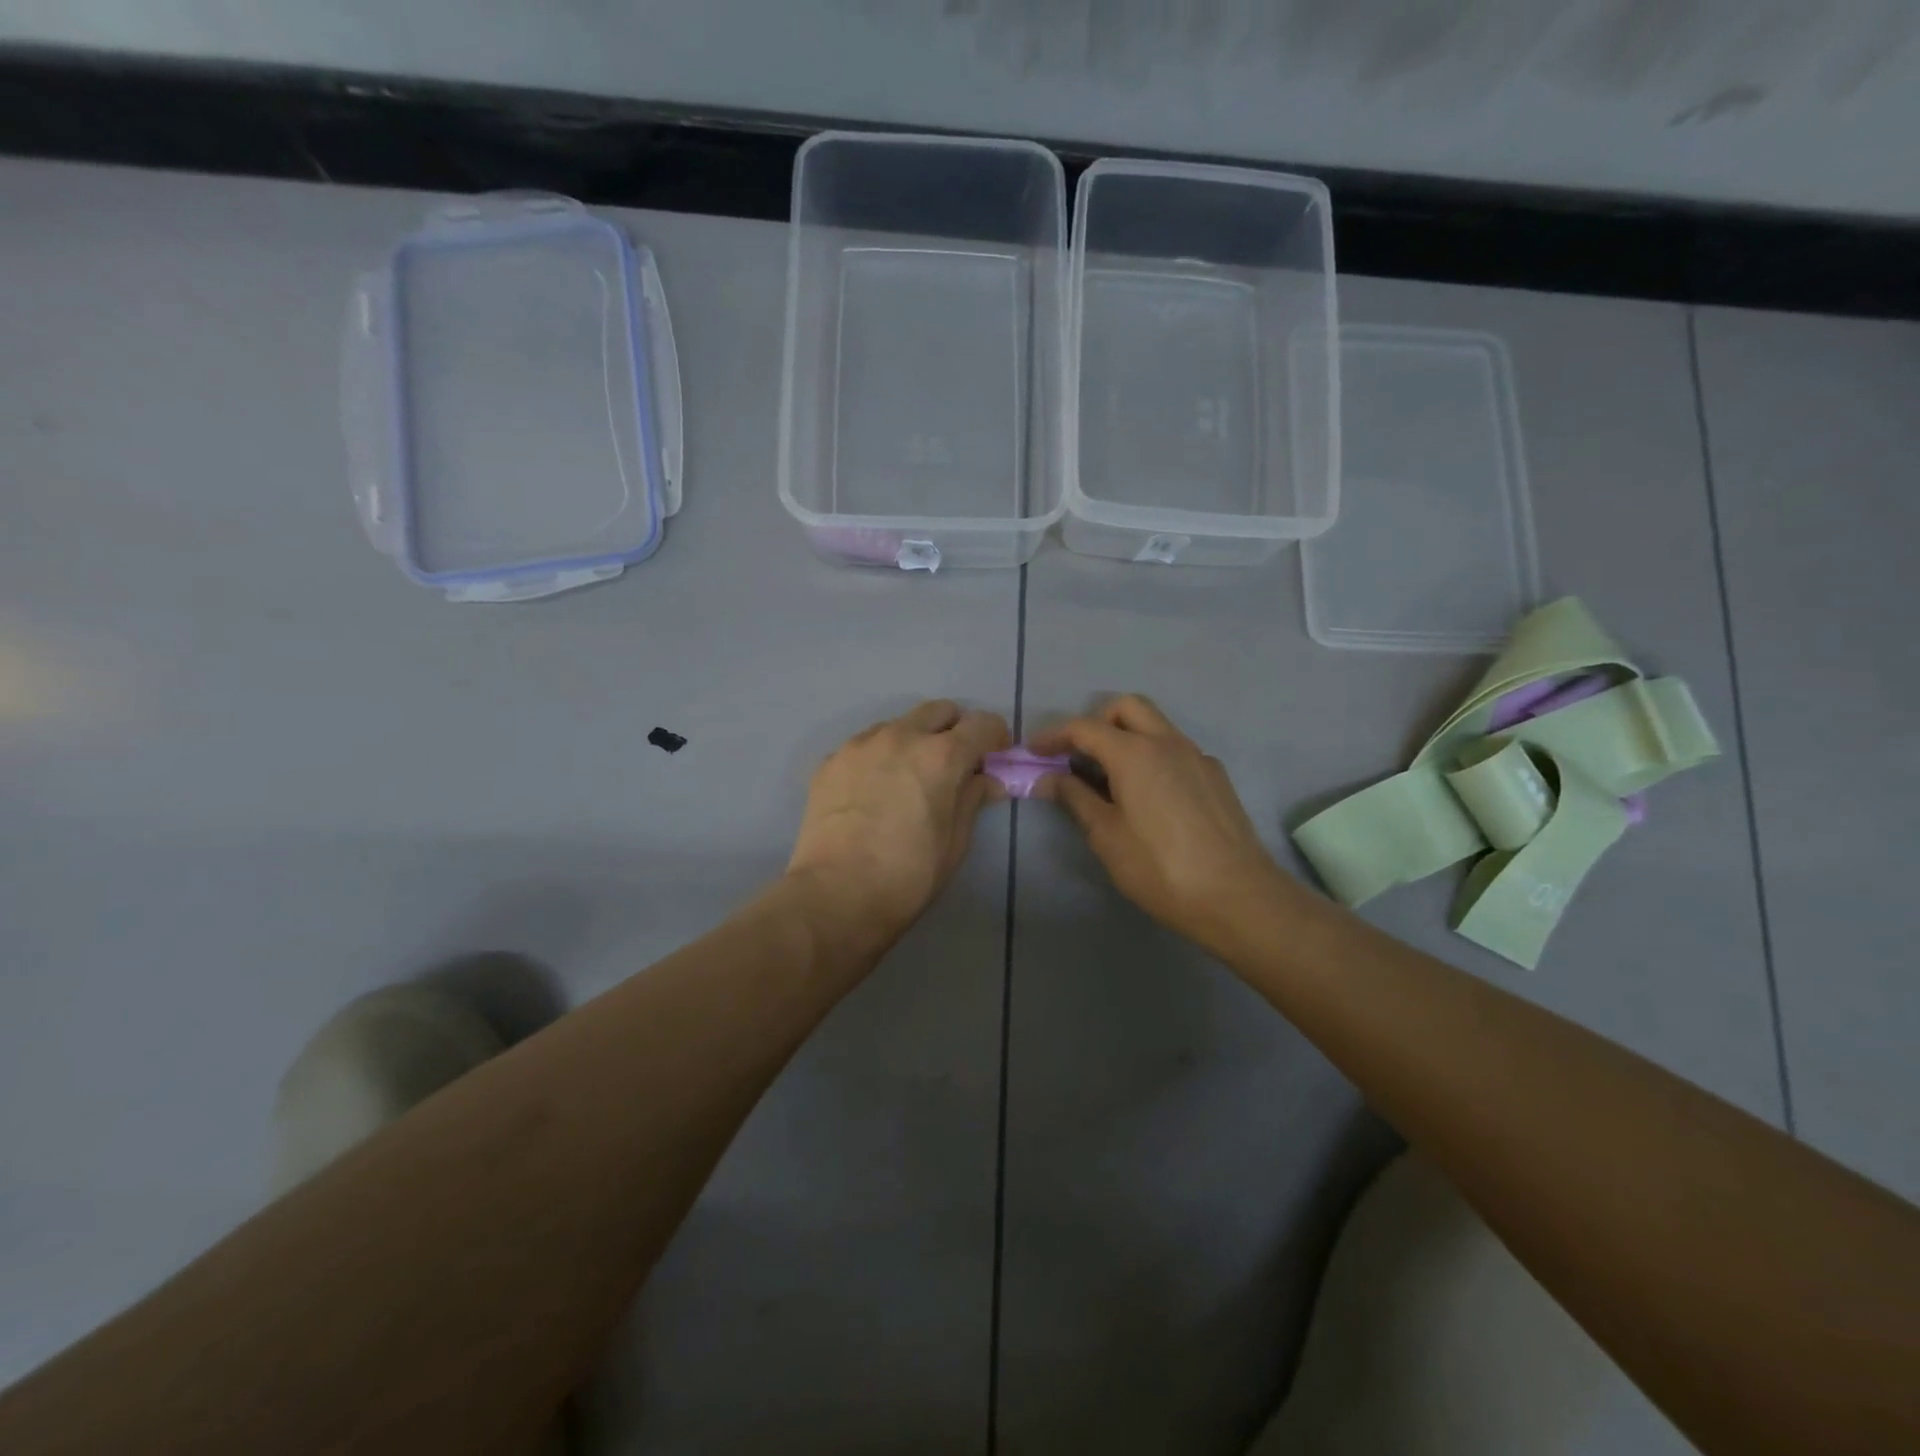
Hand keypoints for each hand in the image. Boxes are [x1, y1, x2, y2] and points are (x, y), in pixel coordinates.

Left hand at [787, 700, 1010, 952]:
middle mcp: (901, 736)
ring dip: (914, 740)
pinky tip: (874, 792)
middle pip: (939, 711)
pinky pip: (865, 745)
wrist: (835, 894)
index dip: (996, 738)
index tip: (995, 757)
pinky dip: (880, 757)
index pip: (982, 724)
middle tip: (955, 763)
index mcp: (941, 756)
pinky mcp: (830, 761)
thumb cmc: (908, 875)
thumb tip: (985, 780)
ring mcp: (860, 745)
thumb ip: (972, 799)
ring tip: (909, 778)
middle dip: (954, 730)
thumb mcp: (955, 842)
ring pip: (898, 724)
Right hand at [1030, 696, 1293, 952]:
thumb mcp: (1106, 836)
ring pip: (1155, 725)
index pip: (1084, 728)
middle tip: (1077, 755)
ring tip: (1109, 777)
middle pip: (1126, 708)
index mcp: (1135, 752)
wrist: (1237, 896)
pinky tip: (1148, 796)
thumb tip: (1048, 778)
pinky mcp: (1216, 776)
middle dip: (1095, 722)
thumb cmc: (1160, 868)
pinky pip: (1176, 750)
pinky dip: (1152, 757)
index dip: (1053, 736)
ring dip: (1126, 737)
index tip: (1033, 751)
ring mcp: (1197, 756)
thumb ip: (1075, 798)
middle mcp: (1168, 742)